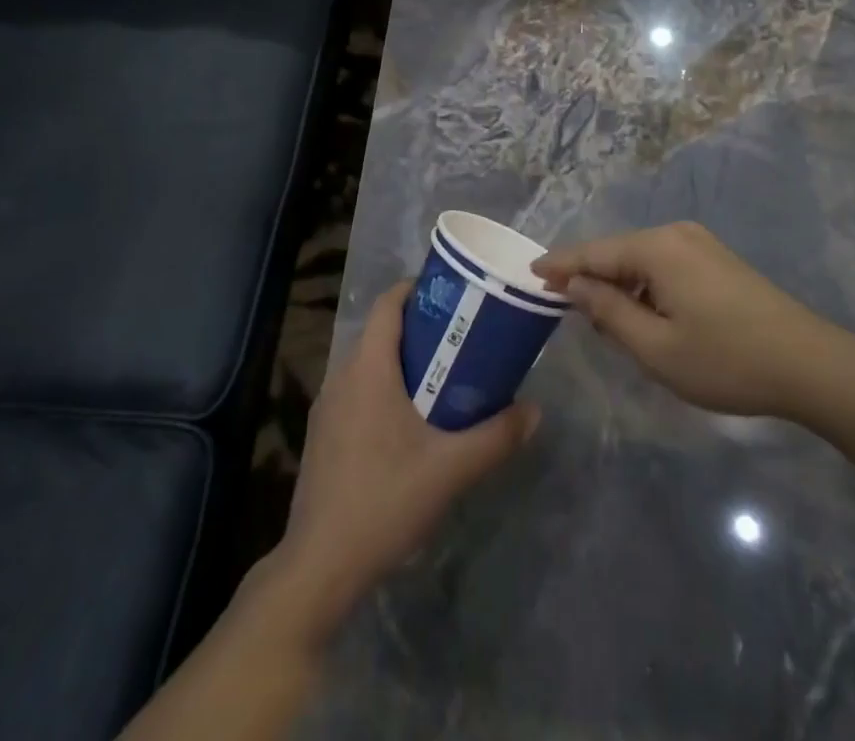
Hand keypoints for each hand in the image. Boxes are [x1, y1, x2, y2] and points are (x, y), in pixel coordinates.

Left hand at [270, 281, 538, 633]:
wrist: (319, 567)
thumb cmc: (385, 500)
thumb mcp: (451, 468)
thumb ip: (497, 436)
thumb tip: (535, 411)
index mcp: (368, 368)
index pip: (387, 304)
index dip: (416, 289)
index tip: (451, 293)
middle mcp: (342, 377)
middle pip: (380, 332)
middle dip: (419, 327)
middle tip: (461, 336)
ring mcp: (327, 408)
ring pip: (368, 364)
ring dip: (402, 360)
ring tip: (444, 375)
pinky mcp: (322, 436)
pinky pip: (357, 392)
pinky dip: (384, 388)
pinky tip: (410, 422)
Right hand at [533, 221, 854, 420]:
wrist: (810, 364)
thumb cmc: (726, 360)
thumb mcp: (656, 347)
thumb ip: (608, 312)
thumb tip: (574, 285)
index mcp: (657, 248)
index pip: (594, 252)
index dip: (560, 265)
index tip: (530, 275)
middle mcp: (676, 234)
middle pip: (617, 252)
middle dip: (590, 279)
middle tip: (566, 312)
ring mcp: (700, 244)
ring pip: (641, 260)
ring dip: (620, 287)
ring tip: (605, 324)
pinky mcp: (716, 260)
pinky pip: (664, 265)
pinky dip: (645, 287)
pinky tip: (645, 316)